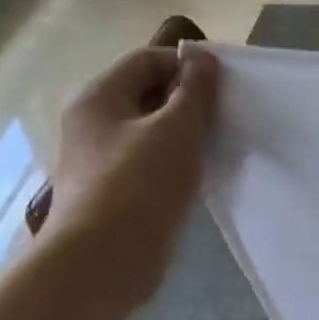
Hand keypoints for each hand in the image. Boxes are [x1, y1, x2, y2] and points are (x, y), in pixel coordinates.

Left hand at [42, 44, 219, 308]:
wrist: (104, 261)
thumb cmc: (140, 185)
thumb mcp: (176, 129)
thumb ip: (194, 91)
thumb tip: (203, 57)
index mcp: (98, 98)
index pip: (146, 60)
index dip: (187, 65)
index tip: (224, 85)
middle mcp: (92, 123)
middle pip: (147, 93)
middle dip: (188, 99)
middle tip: (225, 114)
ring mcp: (100, 159)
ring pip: (150, 130)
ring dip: (185, 131)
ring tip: (218, 143)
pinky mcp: (114, 190)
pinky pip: (149, 160)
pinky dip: (176, 159)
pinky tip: (200, 173)